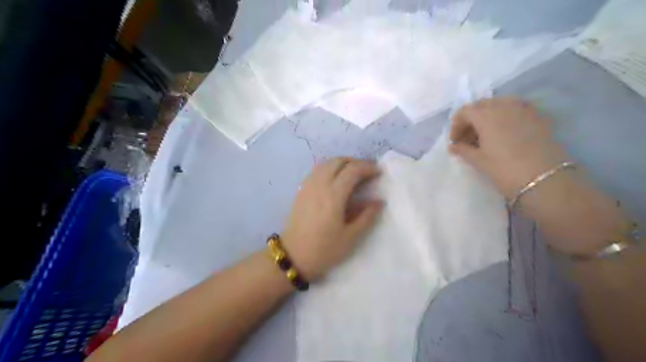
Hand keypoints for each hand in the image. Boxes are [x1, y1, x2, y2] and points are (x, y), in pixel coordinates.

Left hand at [284, 156, 382, 279]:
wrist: (293, 256)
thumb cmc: (324, 249)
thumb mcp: (351, 237)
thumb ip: (367, 217)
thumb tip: (379, 201)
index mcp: (333, 195)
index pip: (352, 170)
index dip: (367, 167)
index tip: (378, 172)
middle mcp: (319, 184)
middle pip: (338, 161)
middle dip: (355, 162)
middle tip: (367, 172)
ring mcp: (308, 185)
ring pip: (326, 163)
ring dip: (342, 163)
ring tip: (353, 174)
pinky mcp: (301, 190)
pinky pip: (317, 170)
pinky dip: (330, 168)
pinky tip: (335, 179)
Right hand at [451, 98, 568, 198]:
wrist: (545, 179)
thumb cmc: (504, 169)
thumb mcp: (479, 161)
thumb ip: (463, 150)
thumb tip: (453, 146)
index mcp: (486, 115)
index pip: (464, 112)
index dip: (456, 126)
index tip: (455, 142)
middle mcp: (504, 105)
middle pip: (481, 106)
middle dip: (471, 120)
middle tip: (468, 139)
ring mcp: (523, 109)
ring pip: (499, 105)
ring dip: (487, 117)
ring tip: (485, 137)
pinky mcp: (538, 116)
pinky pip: (515, 110)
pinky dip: (504, 118)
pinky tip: (504, 134)